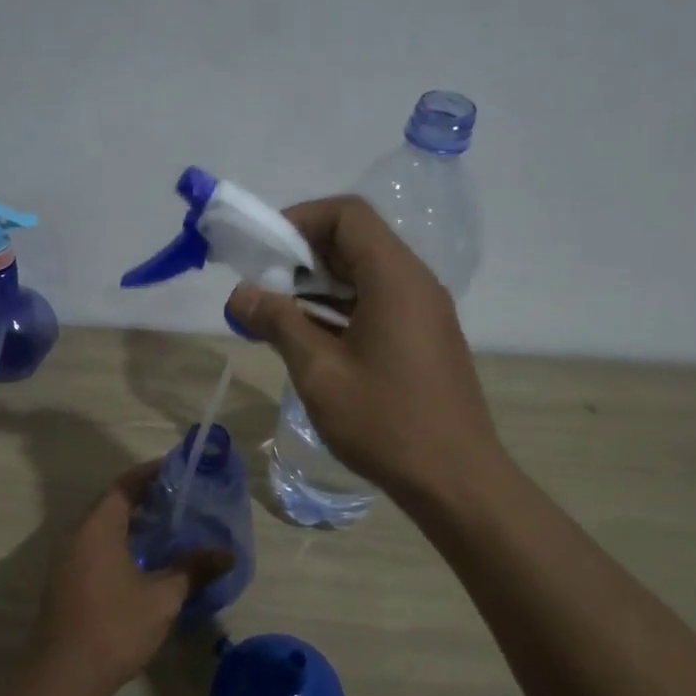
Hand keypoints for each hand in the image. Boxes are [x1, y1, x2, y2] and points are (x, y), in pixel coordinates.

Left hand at [28, 464, 229, 695]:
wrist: (63, 676)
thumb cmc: (115, 626)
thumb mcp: (162, 597)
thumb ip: (193, 569)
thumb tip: (227, 553)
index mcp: (98, 527)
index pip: (125, 485)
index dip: (150, 474)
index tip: (177, 469)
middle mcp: (77, 535)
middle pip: (111, 504)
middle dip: (144, 498)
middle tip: (180, 500)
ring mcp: (66, 560)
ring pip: (102, 528)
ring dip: (132, 524)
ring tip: (168, 529)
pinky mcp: (64, 582)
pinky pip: (94, 548)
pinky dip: (119, 544)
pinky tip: (144, 563)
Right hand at [227, 195, 502, 508]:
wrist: (455, 480)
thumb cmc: (386, 421)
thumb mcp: (320, 371)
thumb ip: (278, 323)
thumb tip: (240, 294)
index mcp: (394, 277)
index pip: (347, 215)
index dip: (300, 219)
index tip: (263, 251)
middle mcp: (414, 283)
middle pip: (355, 241)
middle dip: (301, 256)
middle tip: (261, 287)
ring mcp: (422, 312)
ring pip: (364, 275)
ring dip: (317, 286)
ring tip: (276, 316)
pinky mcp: (422, 339)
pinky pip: (376, 303)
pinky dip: (339, 309)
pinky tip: (310, 341)